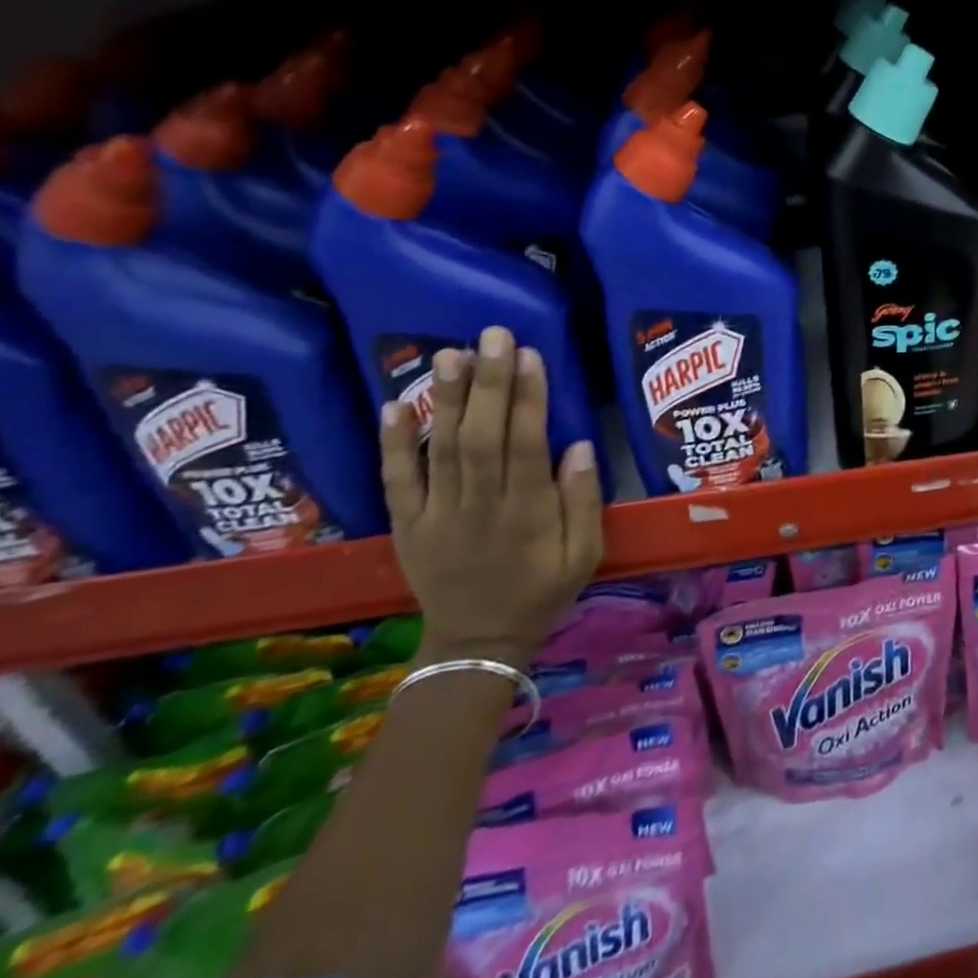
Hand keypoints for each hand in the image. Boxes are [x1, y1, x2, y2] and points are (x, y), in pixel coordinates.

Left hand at [379, 327, 604, 669]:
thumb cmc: (542, 590)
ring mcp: (437, 515)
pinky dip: (392, 443)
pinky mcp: (407, 524)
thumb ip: (584, 502)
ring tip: (448, 353)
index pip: (526, 445)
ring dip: (444, 400)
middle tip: (492, 335)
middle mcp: (480, 507)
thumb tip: (579, 447)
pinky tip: (392, 405)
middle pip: (481, 438)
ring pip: (440, 450)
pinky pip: (396, 481)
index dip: (528, 399)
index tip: (529, 355)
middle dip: (488, 384)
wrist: (477, 642)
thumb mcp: (585, 554)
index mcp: (527, 513)